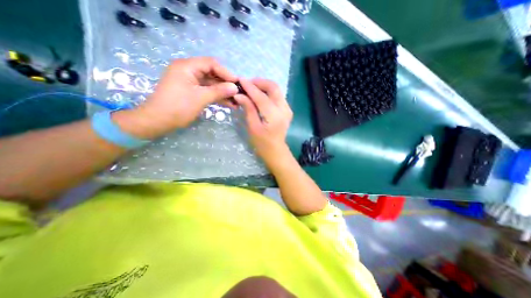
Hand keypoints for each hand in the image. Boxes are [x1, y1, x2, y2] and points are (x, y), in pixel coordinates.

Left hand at [117, 56, 240, 138]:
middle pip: (212, 74)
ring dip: (223, 92)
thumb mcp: (200, 98)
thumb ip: (219, 91)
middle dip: (226, 84)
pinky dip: (217, 97)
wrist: (158, 121)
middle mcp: (189, 71)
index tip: (237, 83)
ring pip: (211, 84)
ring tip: (237, 101)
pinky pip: (207, 91)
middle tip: (239, 92)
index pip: (211, 64)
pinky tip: (229, 104)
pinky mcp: (192, 92)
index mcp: (187, 66)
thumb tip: (235, 87)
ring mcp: (191, 82)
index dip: (226, 72)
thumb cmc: (178, 107)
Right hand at [232, 79, 291, 166]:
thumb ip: (248, 109)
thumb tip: (239, 95)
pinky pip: (277, 95)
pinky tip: (259, 95)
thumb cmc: (262, 143)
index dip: (250, 87)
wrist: (276, 151)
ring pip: (276, 90)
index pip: (261, 96)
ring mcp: (287, 109)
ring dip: (263, 86)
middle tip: (247, 84)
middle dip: (259, 82)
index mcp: (274, 116)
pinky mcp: (287, 110)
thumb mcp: (253, 127)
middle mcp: (284, 109)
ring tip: (251, 88)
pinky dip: (268, 92)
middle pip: (273, 87)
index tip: (240, 80)